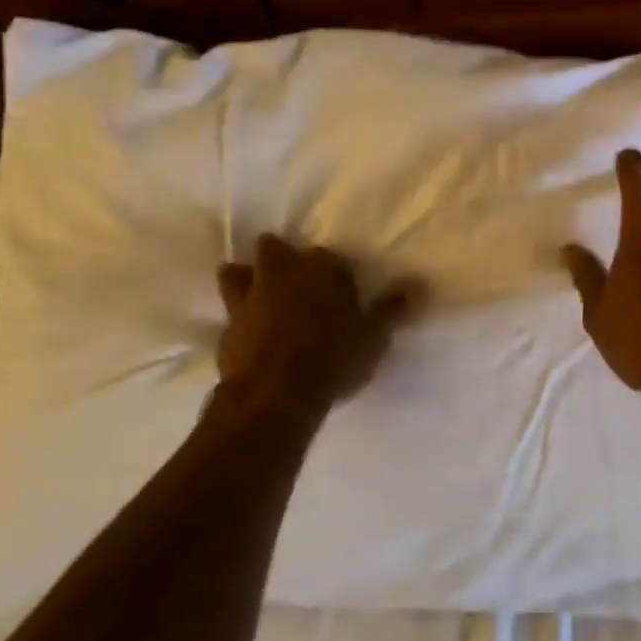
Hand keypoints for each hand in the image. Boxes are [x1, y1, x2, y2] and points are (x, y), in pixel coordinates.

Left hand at [216, 236, 416, 409]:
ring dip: (245, 277)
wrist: (276, 392)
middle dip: (280, 257)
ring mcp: (247, 298)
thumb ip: (390, 309)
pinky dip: (237, 318)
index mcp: (319, 270)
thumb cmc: (333, 358)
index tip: (340, 289)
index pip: (327, 257)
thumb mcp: (373, 336)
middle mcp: (279, 274)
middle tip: (293, 280)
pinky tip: (247, 333)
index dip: (332, 272)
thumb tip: (414, 286)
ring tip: (258, 294)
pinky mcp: (226, 327)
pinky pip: (229, 312)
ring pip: (236, 271)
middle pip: (272, 248)